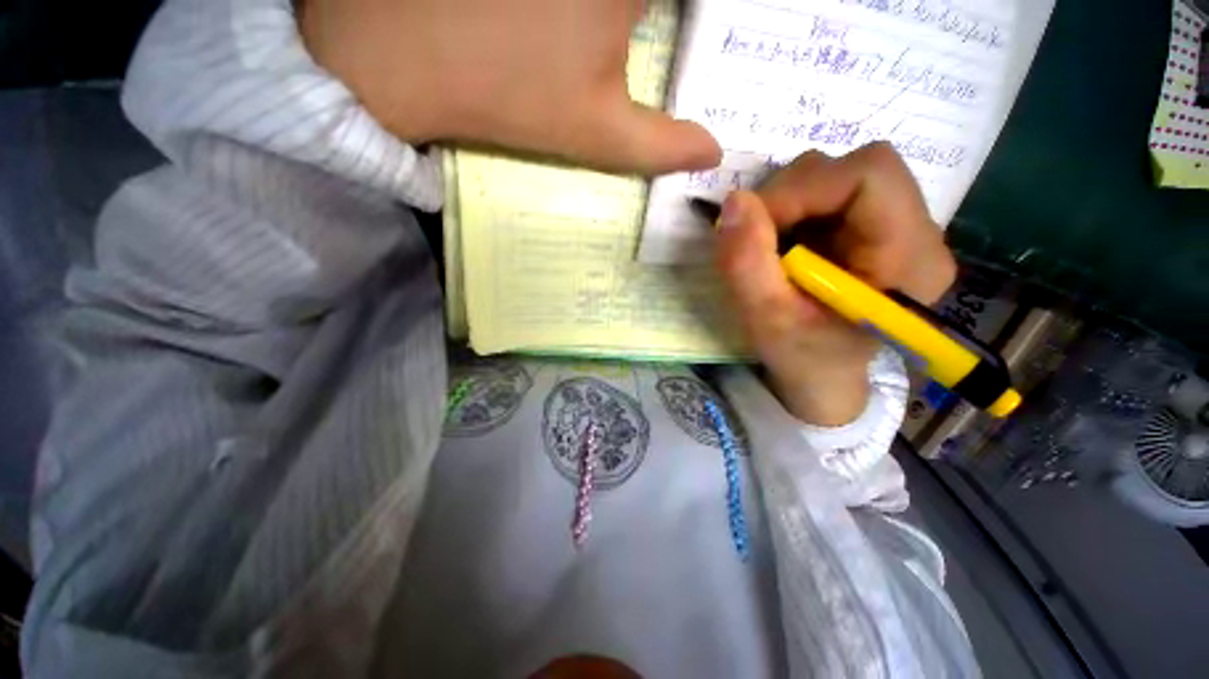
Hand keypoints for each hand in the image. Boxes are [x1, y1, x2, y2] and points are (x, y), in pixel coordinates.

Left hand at [298, 0, 721, 174]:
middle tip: (624, 44)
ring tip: (590, 43)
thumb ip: (663, 145)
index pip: (693, 6)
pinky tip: (560, 27)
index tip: (678, 41)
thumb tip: (714, 153)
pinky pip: (580, 1)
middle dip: (645, 23)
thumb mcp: (597, 133)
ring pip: (614, 0)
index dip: (703, 27)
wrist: (395, 55)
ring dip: (617, 19)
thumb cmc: (508, 94)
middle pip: (643, 1)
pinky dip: (585, 12)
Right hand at [715, 143, 956, 426]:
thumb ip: (747, 263)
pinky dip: (791, 211)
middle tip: (757, 237)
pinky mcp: (870, 229)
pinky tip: (782, 246)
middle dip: (791, 195)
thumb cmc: (802, 359)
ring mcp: (894, 227)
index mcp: (909, 259)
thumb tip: (733, 201)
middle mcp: (917, 232)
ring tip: (770, 248)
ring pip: (838, 176)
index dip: (803, 188)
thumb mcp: (767, 320)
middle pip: (856, 169)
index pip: (870, 175)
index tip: (756, 224)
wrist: (823, 378)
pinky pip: (827, 195)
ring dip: (788, 204)